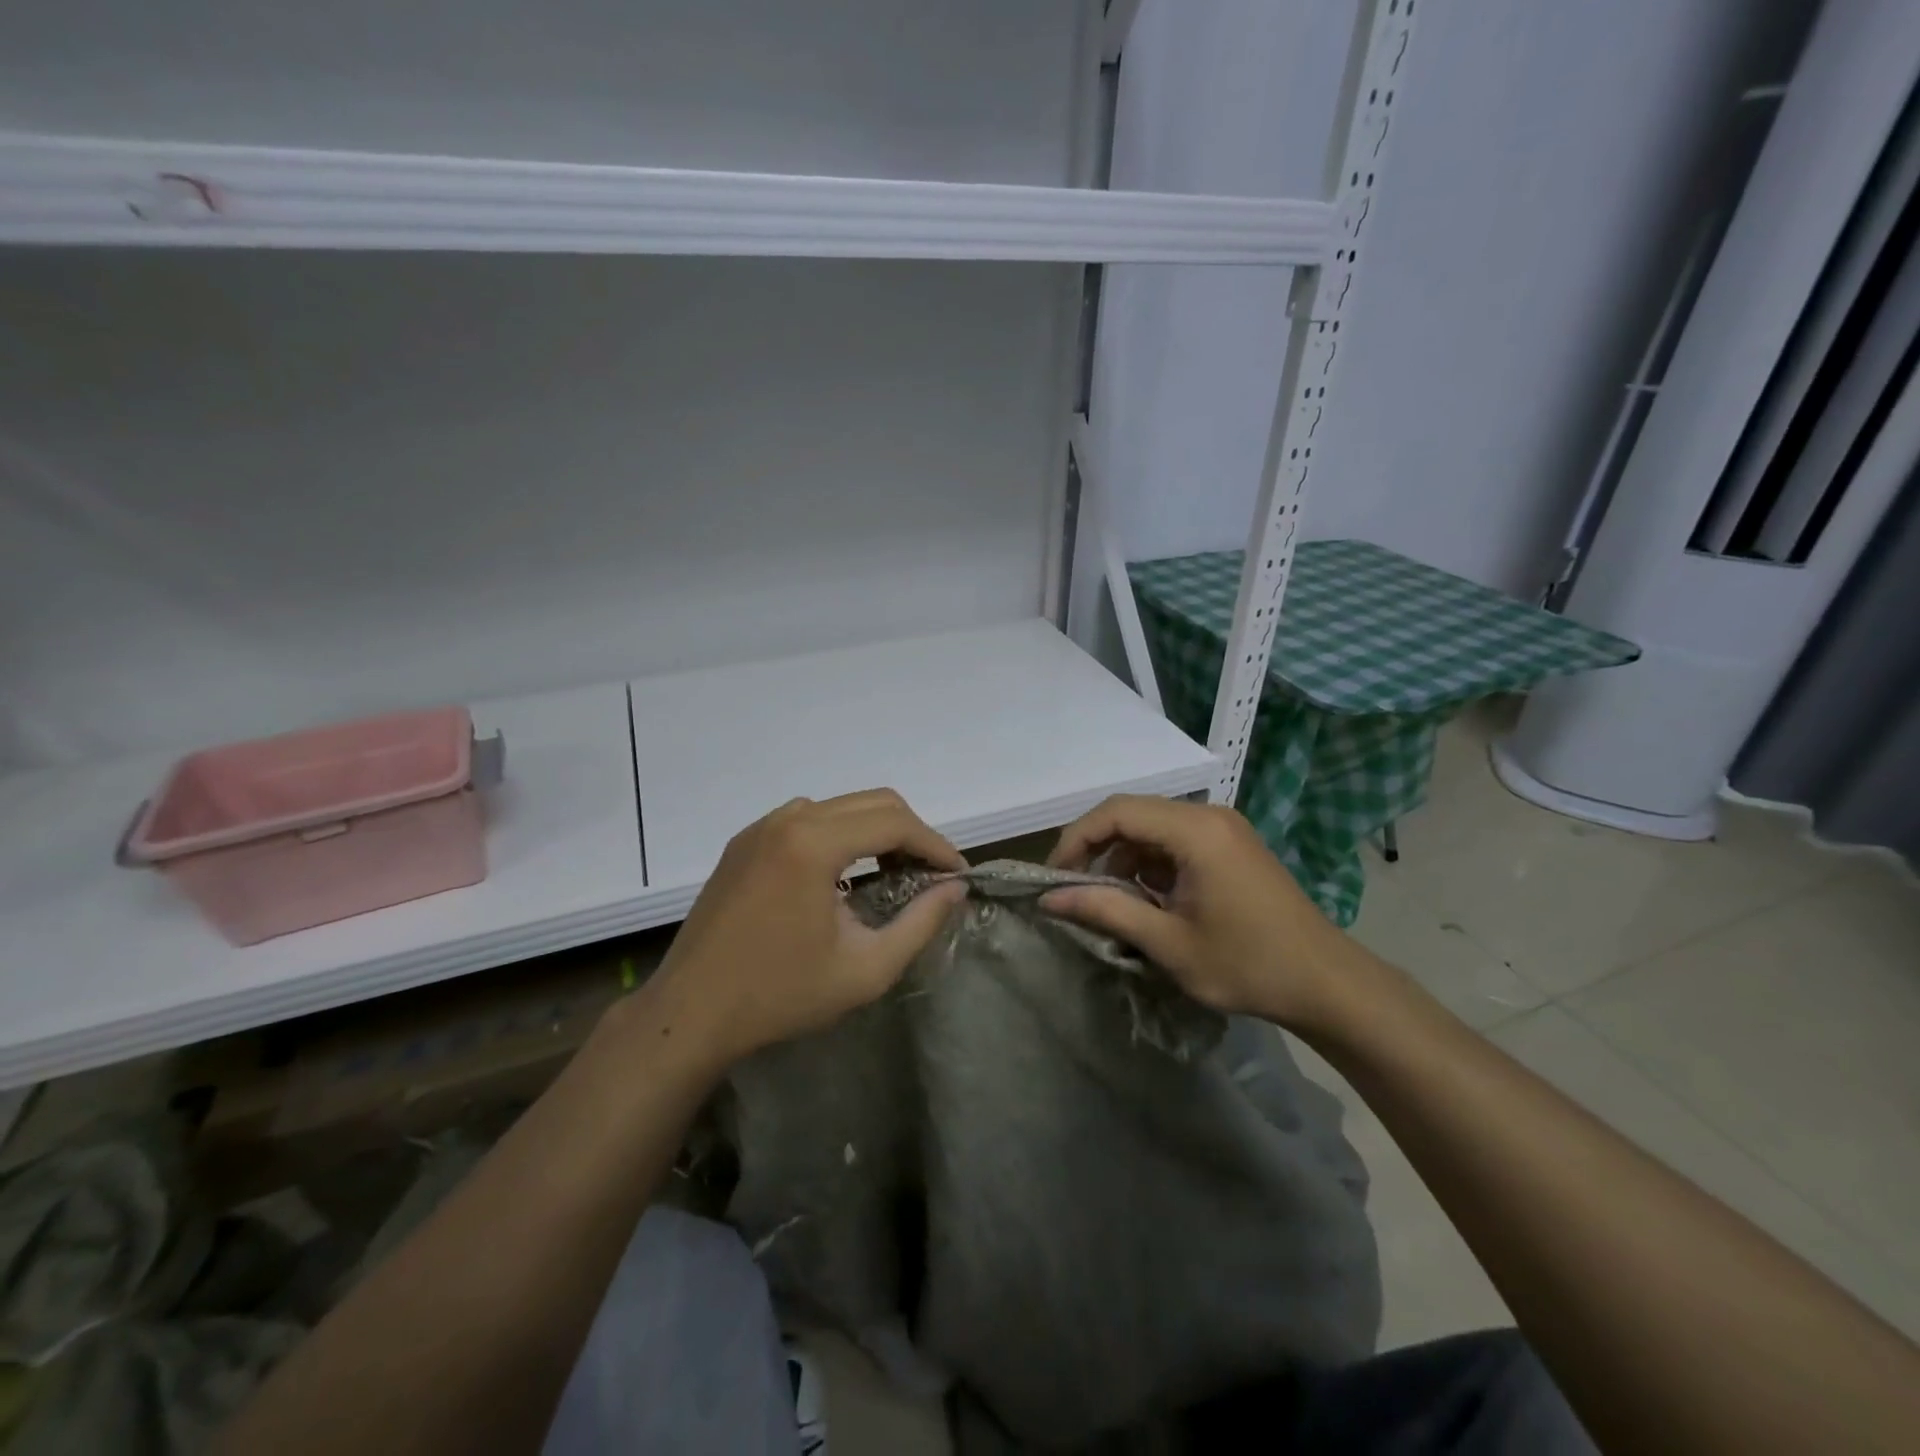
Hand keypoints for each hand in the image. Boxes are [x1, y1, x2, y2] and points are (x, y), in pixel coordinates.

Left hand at [637, 789, 968, 1070]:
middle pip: (871, 802)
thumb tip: (955, 889)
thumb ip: (920, 923)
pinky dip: (839, 834)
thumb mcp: (865, 969)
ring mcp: (760, 827)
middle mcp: (787, 820)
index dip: (934, 845)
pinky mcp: (744, 842)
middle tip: (930, 873)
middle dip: (911, 832)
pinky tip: (842, 875)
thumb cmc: (780, 995)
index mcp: (813, 844)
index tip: (957, 874)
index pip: (894, 823)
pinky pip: (806, 819)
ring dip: (875, 830)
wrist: (690, 1013)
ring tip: (891, 873)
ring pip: (839, 806)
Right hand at [1043, 795, 1357, 1029]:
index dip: (1076, 839)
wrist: (1327, 984)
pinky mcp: (1231, 846)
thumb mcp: (1168, 942)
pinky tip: (1147, 900)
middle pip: (1132, 813)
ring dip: (1123, 858)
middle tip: (1072, 888)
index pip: (1116, 812)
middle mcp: (1209, 816)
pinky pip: (1175, 841)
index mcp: (1196, 831)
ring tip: (1109, 901)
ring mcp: (1224, 829)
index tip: (1054, 877)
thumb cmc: (1248, 965)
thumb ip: (1106, 911)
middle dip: (1096, 848)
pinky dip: (1150, 864)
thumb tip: (1049, 898)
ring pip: (1152, 828)